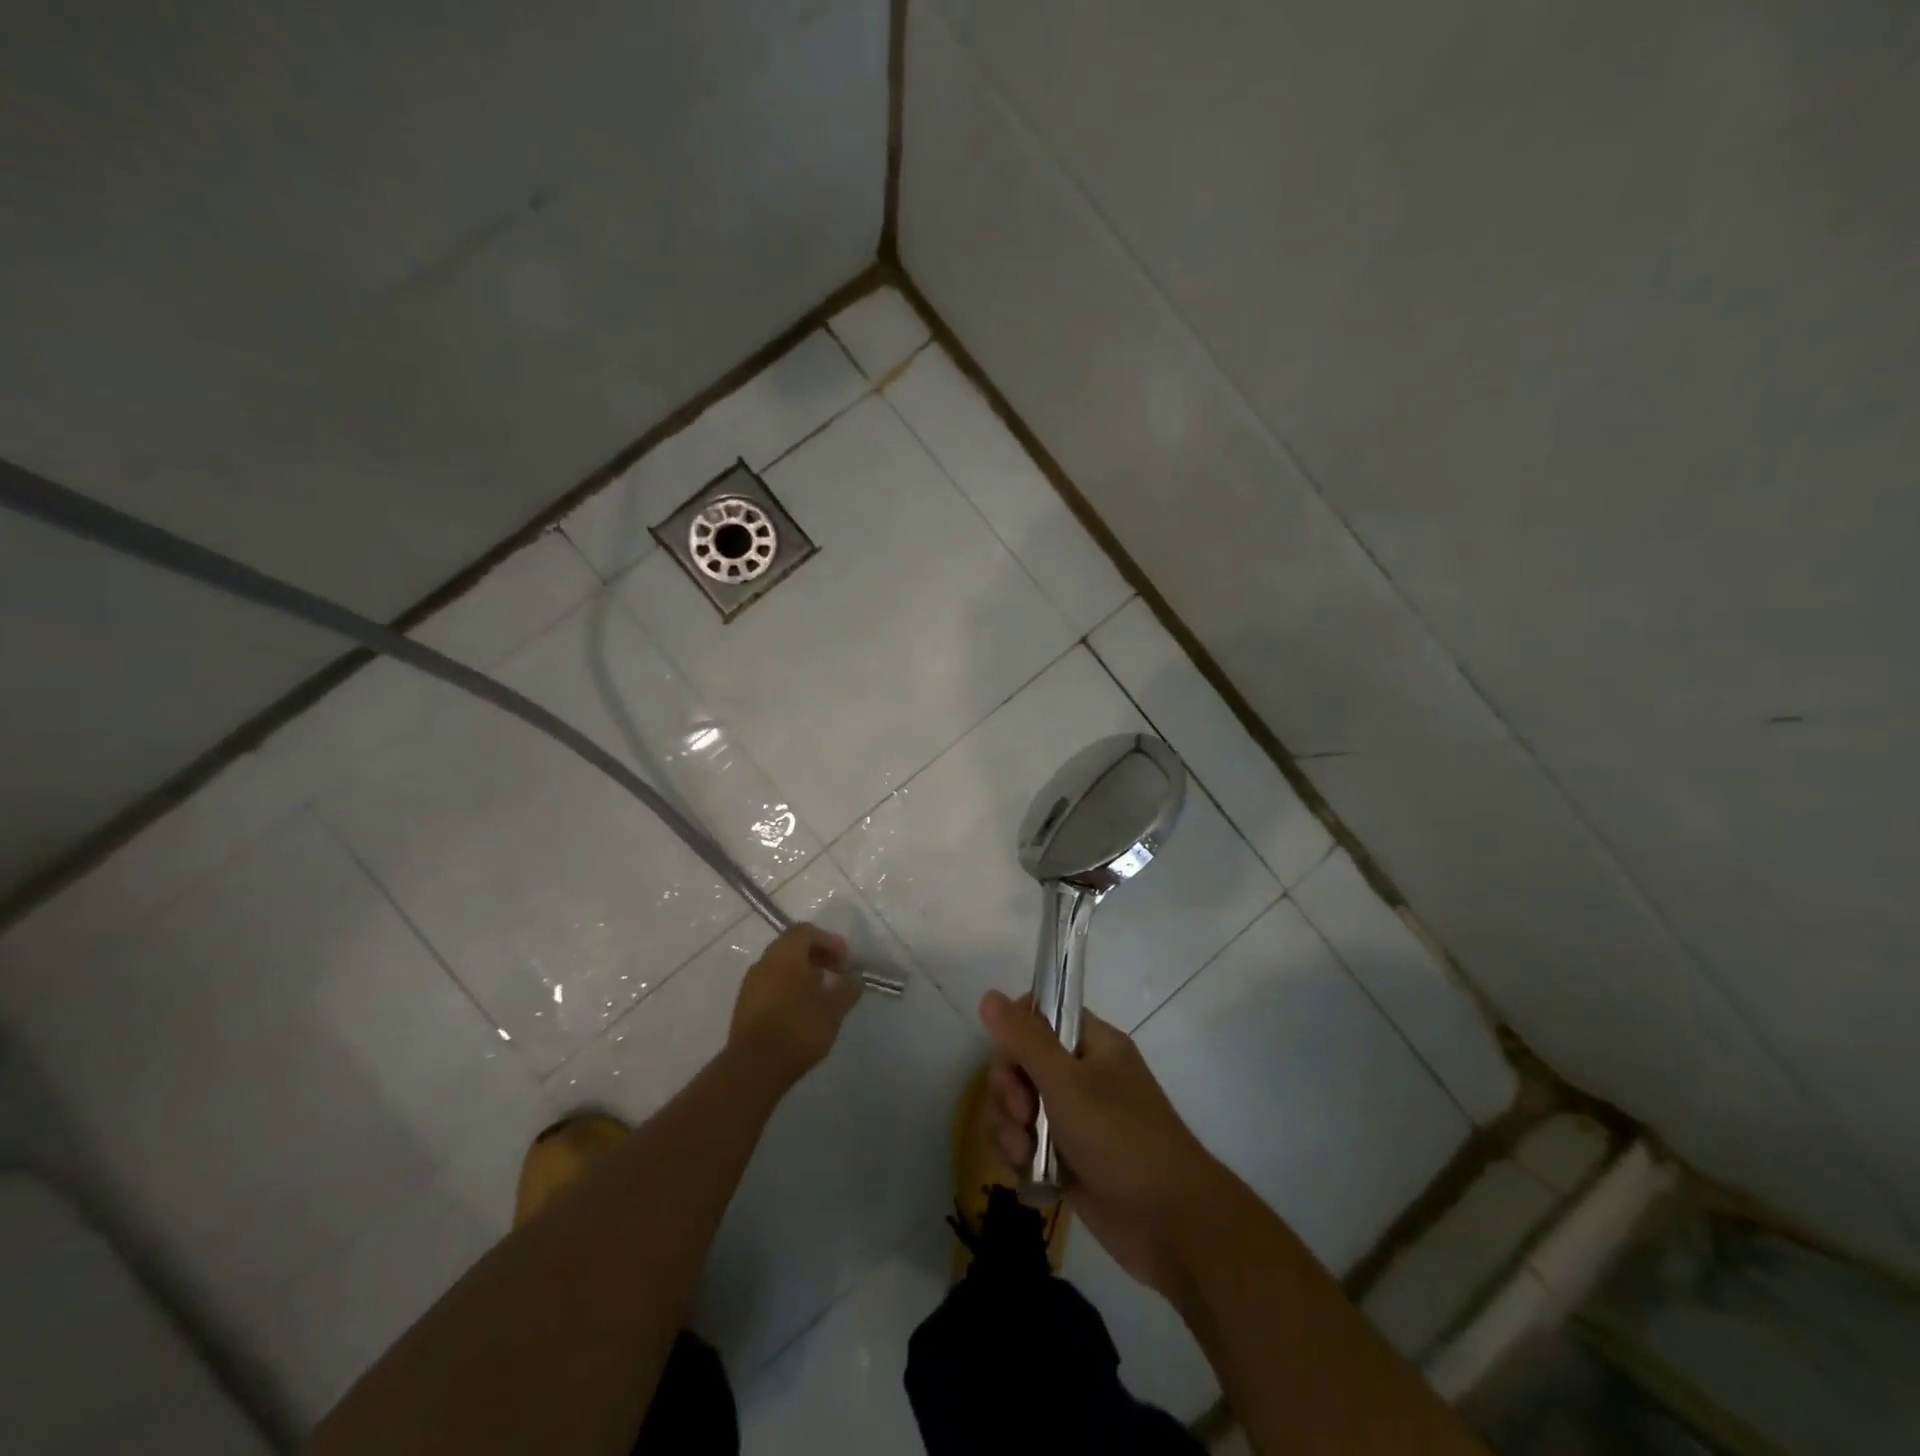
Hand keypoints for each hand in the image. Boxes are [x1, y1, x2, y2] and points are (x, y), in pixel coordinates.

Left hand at [729, 924, 861, 1086]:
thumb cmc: (799, 1028)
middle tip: (836, 974)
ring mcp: (751, 983)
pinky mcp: (744, 1005)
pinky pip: (770, 984)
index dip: (830, 941)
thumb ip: (848, 988)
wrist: (755, 1067)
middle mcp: (765, 961)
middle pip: (792, 946)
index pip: (807, 931)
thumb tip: (855, 977)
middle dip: (817, 956)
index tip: (846, 961)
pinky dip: (788, 988)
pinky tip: (801, 1010)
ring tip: (821, 994)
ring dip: (802, 972)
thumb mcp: (834, 1009)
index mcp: (786, 953)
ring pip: (780, 966)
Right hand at [980, 990, 1228, 1296]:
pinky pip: (1023, 1139)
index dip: (1015, 1035)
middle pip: (1019, 1061)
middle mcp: (1080, 1074)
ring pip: (1016, 1102)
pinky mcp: (1063, 1156)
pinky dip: (1017, 1152)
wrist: (1169, 1223)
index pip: (1038, 1016)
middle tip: (1023, 1114)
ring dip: (1008, 1124)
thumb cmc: (1121, 1139)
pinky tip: (1025, 1170)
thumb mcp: (1067, 1083)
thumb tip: (989, 995)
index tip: (1013, 1061)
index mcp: (1091, 1043)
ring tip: (1023, 1151)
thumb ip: (1025, 1039)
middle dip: (1008, 1088)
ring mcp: (1072, 1116)